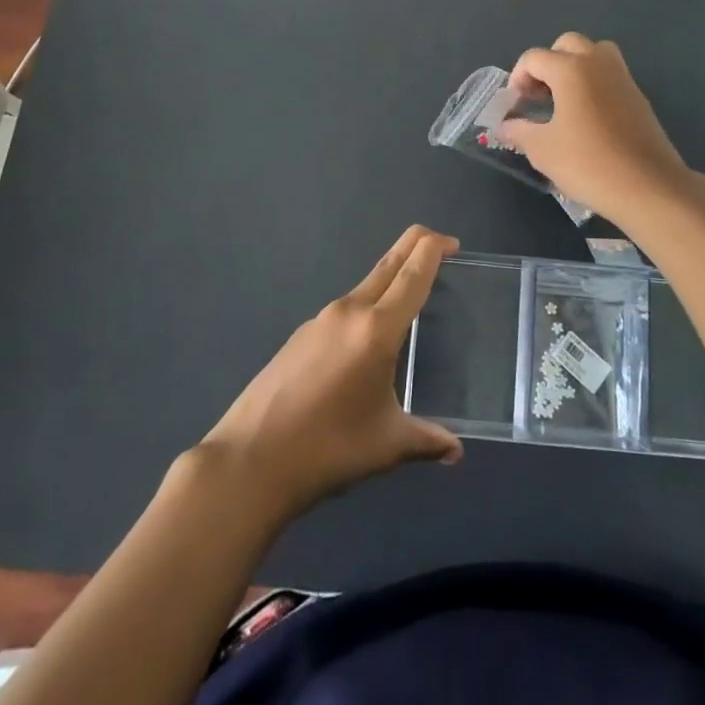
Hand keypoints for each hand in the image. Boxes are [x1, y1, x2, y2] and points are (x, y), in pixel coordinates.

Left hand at [198, 226, 462, 520]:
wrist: (250, 461)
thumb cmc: (328, 448)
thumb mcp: (387, 445)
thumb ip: (426, 440)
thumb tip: (455, 451)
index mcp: (376, 328)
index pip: (412, 272)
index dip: (434, 249)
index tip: (452, 243)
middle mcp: (349, 311)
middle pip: (389, 264)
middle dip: (415, 247)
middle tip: (441, 248)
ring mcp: (320, 320)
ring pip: (365, 286)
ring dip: (391, 281)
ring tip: (410, 303)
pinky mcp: (300, 336)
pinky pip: (345, 310)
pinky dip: (367, 308)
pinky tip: (367, 343)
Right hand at [499, 32, 692, 226]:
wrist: (649, 187)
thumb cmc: (589, 164)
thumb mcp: (543, 150)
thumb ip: (519, 131)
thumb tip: (505, 125)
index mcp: (571, 69)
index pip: (534, 58)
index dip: (517, 77)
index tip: (516, 106)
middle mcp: (598, 62)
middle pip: (567, 44)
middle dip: (547, 64)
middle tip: (539, 95)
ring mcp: (622, 77)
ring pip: (594, 53)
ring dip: (575, 67)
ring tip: (564, 100)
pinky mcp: (638, 95)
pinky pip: (610, 74)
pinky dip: (594, 82)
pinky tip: (587, 117)